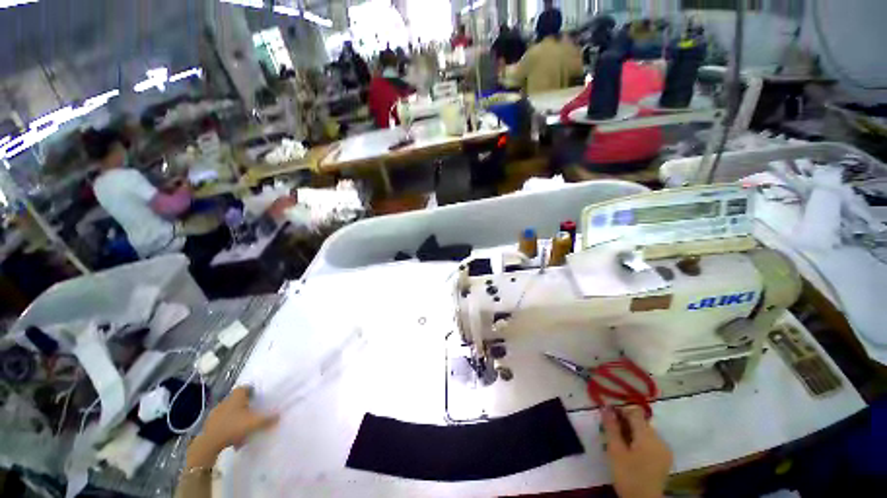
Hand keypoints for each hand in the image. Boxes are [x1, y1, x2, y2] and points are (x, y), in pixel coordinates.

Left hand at [186, 386, 277, 468]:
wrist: (209, 443)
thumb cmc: (233, 427)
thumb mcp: (254, 423)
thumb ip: (268, 419)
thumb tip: (279, 414)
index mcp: (236, 396)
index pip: (245, 387)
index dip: (252, 391)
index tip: (258, 397)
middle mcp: (226, 401)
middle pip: (237, 399)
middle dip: (245, 404)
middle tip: (253, 411)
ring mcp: (216, 413)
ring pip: (230, 411)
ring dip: (236, 416)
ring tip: (244, 425)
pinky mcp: (210, 424)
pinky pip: (223, 421)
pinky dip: (229, 425)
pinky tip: (234, 435)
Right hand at [601, 406, 671, 497]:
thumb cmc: (627, 475)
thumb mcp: (615, 451)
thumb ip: (611, 427)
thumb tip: (605, 407)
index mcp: (648, 436)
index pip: (635, 412)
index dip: (621, 410)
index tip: (609, 416)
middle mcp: (659, 439)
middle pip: (641, 421)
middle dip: (626, 422)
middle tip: (611, 431)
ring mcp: (664, 449)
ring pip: (646, 431)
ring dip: (633, 431)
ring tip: (621, 442)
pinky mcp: (665, 457)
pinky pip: (652, 441)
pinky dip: (641, 440)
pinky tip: (632, 451)